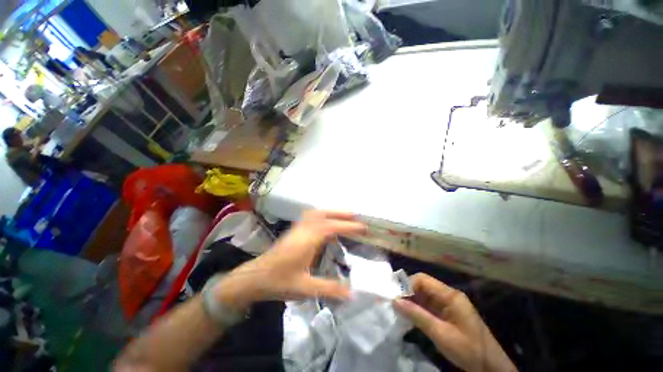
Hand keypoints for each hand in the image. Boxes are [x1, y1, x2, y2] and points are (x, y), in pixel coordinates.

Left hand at [214, 210, 365, 310]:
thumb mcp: (305, 288)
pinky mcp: (293, 230)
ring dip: (331, 212)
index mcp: (307, 241)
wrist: (254, 277)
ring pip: (316, 213)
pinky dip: (322, 214)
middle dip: (340, 213)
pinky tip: (325, 221)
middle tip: (355, 215)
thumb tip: (352, 293)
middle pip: (323, 214)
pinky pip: (310, 216)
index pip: (331, 227)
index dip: (348, 225)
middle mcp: (303, 230)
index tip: (363, 227)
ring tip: (344, 215)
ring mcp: (297, 228)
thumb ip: (329, 289)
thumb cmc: (279, 282)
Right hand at [394, 274, 515, 371]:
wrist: (491, 368)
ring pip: (425, 295)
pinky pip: (430, 305)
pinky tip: (412, 317)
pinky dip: (419, 309)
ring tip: (401, 312)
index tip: (397, 298)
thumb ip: (417, 315)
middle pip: (423, 286)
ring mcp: (449, 304)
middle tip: (397, 306)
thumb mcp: (440, 334)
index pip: (422, 279)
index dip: (408, 285)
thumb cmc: (468, 349)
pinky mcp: (449, 313)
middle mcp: (449, 295)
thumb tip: (395, 301)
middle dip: (409, 294)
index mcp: (450, 295)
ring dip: (413, 302)